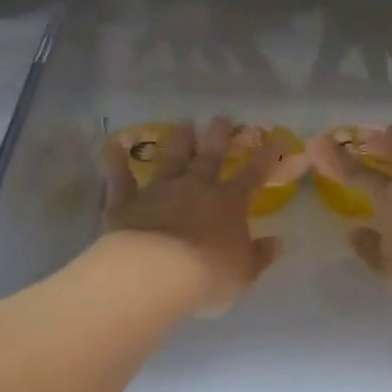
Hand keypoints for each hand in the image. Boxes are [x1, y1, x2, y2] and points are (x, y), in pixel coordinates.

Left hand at [103, 117, 284, 316]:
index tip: (275, 139)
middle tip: (221, 116)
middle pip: (209, 156)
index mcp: (229, 202)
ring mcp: (159, 191)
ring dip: (178, 140)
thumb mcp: (244, 272)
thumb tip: (277, 243)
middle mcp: (195, 188)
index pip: (253, 174)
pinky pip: (121, 177)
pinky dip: (117, 160)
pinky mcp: (126, 202)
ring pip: (171, 159)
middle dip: (218, 135)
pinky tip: (114, 144)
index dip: (267, 157)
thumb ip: (260, 256)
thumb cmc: (207, 275)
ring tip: (184, 123)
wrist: (153, 274)